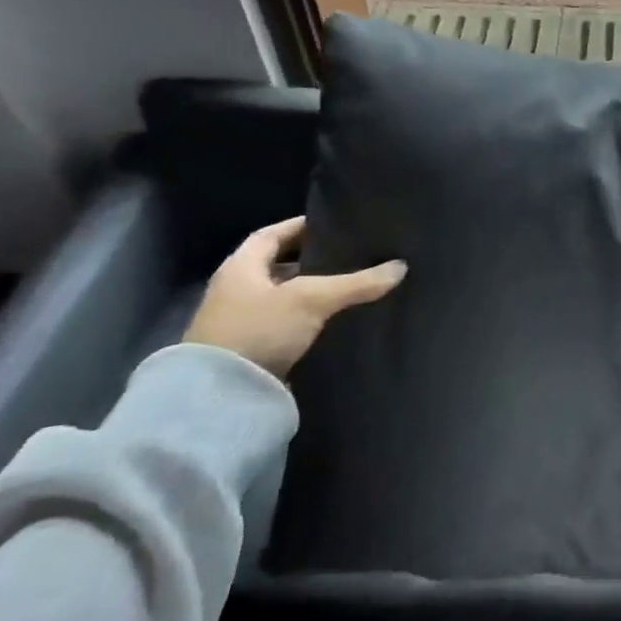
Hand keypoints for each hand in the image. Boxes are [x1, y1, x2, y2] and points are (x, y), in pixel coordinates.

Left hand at [184, 217, 405, 379]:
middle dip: (310, 259)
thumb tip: (401, 267)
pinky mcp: (250, 349)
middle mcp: (235, 290)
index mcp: (240, 267)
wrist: (219, 397)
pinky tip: (332, 319)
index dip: (301, 226)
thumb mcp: (312, 300)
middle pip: (277, 265)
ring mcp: (240, 322)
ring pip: (283, 295)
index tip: (332, 223)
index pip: (271, 235)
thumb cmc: (259, 330)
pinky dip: (306, 316)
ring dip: (310, 290)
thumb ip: (356, 283)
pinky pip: (284, 322)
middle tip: (348, 254)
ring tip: (348, 285)